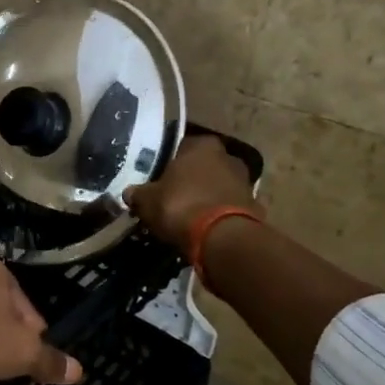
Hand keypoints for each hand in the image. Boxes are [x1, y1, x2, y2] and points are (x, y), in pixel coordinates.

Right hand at [124, 135, 258, 250]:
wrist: (222, 238)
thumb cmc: (180, 206)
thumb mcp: (147, 200)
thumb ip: (138, 193)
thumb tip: (129, 193)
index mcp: (201, 145)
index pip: (181, 147)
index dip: (167, 164)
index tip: (157, 180)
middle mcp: (228, 157)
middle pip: (202, 167)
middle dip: (189, 180)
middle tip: (171, 197)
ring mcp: (245, 182)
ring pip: (217, 187)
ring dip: (205, 197)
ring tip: (187, 216)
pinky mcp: (254, 207)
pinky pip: (228, 207)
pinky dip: (218, 215)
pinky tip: (204, 229)